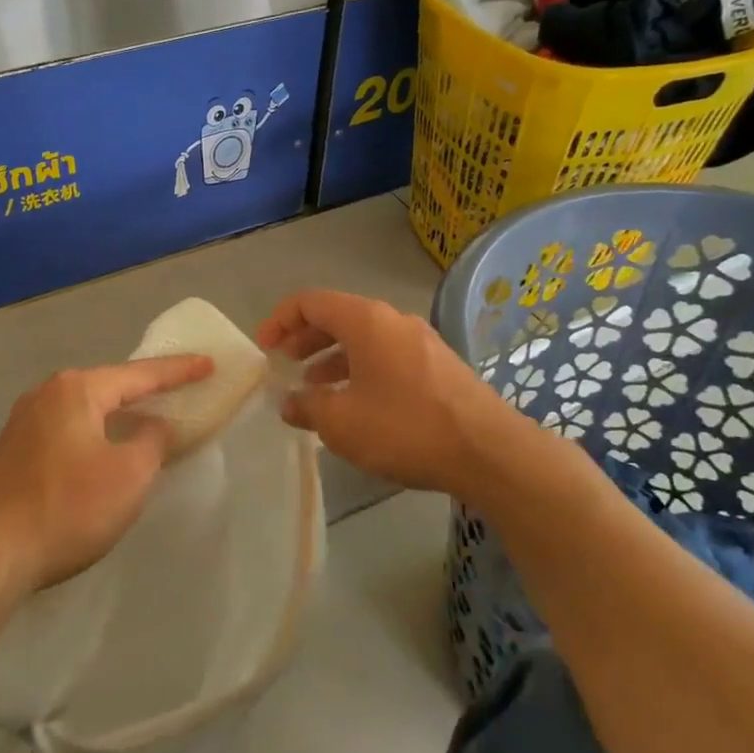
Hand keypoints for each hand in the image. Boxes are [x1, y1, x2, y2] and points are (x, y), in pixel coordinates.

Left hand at [0, 355, 213, 594]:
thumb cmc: (67, 507)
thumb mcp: (129, 475)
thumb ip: (153, 441)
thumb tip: (154, 425)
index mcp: (76, 390)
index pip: (140, 374)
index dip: (179, 371)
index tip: (209, 364)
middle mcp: (46, 395)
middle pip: (108, 386)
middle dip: (143, 390)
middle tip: (178, 389)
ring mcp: (22, 423)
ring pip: (84, 410)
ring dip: (116, 415)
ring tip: (144, 418)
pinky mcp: (11, 453)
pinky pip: (66, 432)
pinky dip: (93, 435)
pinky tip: (102, 452)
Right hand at [256, 289, 527, 495]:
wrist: (488, 451)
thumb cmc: (405, 428)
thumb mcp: (342, 422)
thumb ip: (308, 407)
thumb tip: (290, 402)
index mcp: (366, 320)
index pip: (310, 301)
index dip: (280, 320)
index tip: (264, 349)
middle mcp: (393, 320)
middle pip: (338, 316)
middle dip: (304, 338)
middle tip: (284, 364)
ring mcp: (420, 341)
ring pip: (364, 338)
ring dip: (332, 357)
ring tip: (314, 388)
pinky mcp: (438, 365)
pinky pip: (386, 355)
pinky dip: (360, 369)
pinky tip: (355, 402)